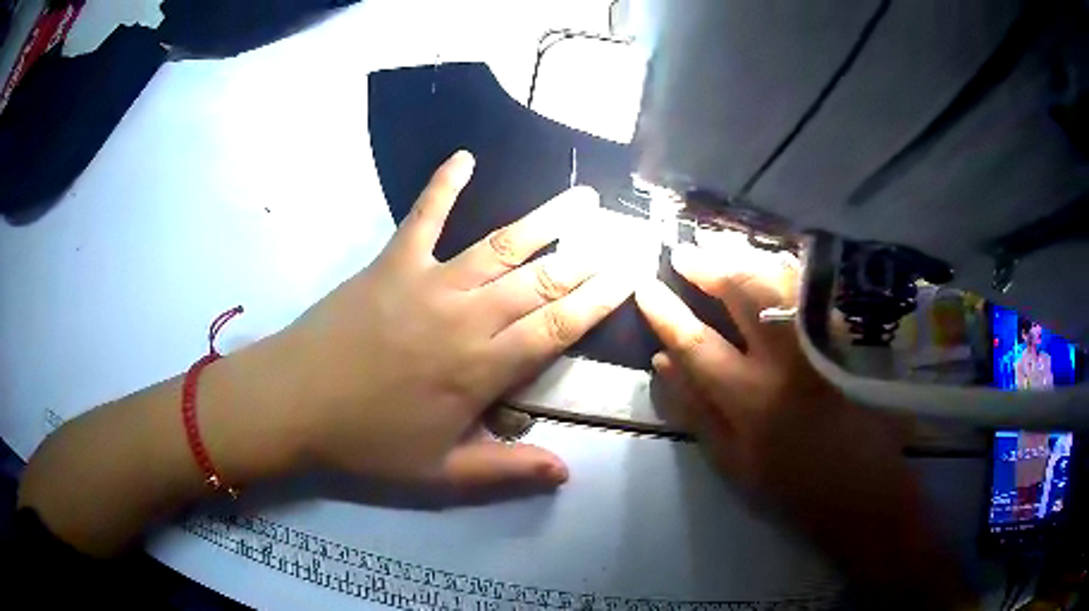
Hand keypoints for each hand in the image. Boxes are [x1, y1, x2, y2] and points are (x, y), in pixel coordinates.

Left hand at [274, 151, 633, 486]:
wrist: (294, 402)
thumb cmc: (367, 442)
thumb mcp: (440, 474)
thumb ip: (506, 471)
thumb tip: (566, 472)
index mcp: (480, 369)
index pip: (556, 328)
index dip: (598, 300)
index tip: (630, 275)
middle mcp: (466, 317)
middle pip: (541, 282)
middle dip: (588, 257)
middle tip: (623, 232)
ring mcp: (428, 282)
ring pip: (501, 245)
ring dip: (546, 219)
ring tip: (582, 197)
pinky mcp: (392, 263)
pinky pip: (424, 216)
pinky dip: (444, 184)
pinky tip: (464, 156)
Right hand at [635, 235, 969, 604]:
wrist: (863, 490)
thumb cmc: (792, 486)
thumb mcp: (733, 462)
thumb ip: (696, 410)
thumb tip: (662, 363)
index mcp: (752, 400)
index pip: (697, 342)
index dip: (667, 312)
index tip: (646, 286)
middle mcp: (788, 361)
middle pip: (744, 294)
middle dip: (708, 266)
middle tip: (685, 251)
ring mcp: (823, 343)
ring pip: (782, 281)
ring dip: (745, 259)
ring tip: (720, 249)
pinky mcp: (849, 338)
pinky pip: (812, 290)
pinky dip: (784, 271)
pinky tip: (768, 265)